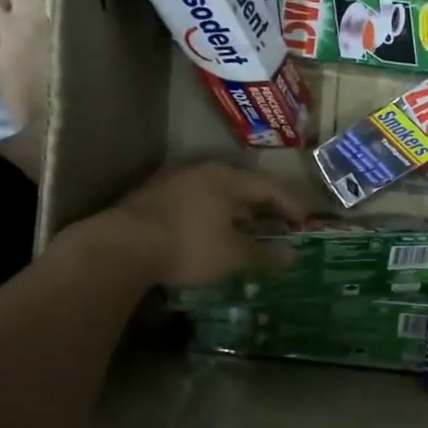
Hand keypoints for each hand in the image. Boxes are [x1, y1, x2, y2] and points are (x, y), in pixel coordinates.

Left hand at [79, 161, 308, 288]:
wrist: (123, 245)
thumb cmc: (188, 245)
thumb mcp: (232, 255)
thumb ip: (265, 254)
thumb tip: (293, 256)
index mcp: (228, 178)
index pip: (269, 187)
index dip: (290, 205)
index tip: (305, 222)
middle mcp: (203, 170)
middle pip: (242, 186)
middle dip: (263, 207)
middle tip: (278, 225)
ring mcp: (175, 180)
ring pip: (216, 192)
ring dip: (235, 211)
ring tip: (246, 229)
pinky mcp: (153, 195)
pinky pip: (195, 201)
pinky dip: (211, 214)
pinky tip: (210, 231)